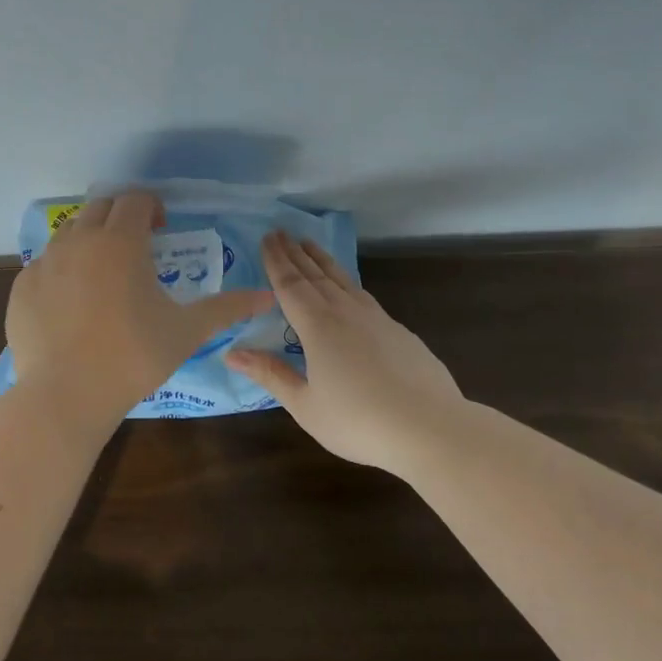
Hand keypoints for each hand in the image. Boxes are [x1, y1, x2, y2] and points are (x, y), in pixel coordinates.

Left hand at [5, 191, 273, 438]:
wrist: (66, 395)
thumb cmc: (133, 357)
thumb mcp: (186, 331)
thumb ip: (226, 308)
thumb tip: (266, 296)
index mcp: (121, 241)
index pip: (136, 199)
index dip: (152, 207)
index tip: (162, 230)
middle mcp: (79, 240)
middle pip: (101, 206)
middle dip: (121, 217)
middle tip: (136, 247)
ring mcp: (45, 262)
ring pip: (69, 231)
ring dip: (90, 239)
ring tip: (103, 273)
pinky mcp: (21, 287)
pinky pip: (44, 264)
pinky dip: (62, 269)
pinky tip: (71, 303)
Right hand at [225, 232, 462, 468]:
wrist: (430, 427)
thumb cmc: (359, 421)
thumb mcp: (305, 405)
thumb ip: (270, 374)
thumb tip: (231, 353)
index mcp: (317, 326)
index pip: (290, 285)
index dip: (276, 261)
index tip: (266, 238)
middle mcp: (345, 312)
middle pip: (314, 275)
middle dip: (295, 253)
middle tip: (280, 232)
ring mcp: (376, 318)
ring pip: (342, 279)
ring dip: (322, 260)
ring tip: (309, 244)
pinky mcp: (398, 330)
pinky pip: (363, 294)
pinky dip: (346, 281)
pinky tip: (348, 287)